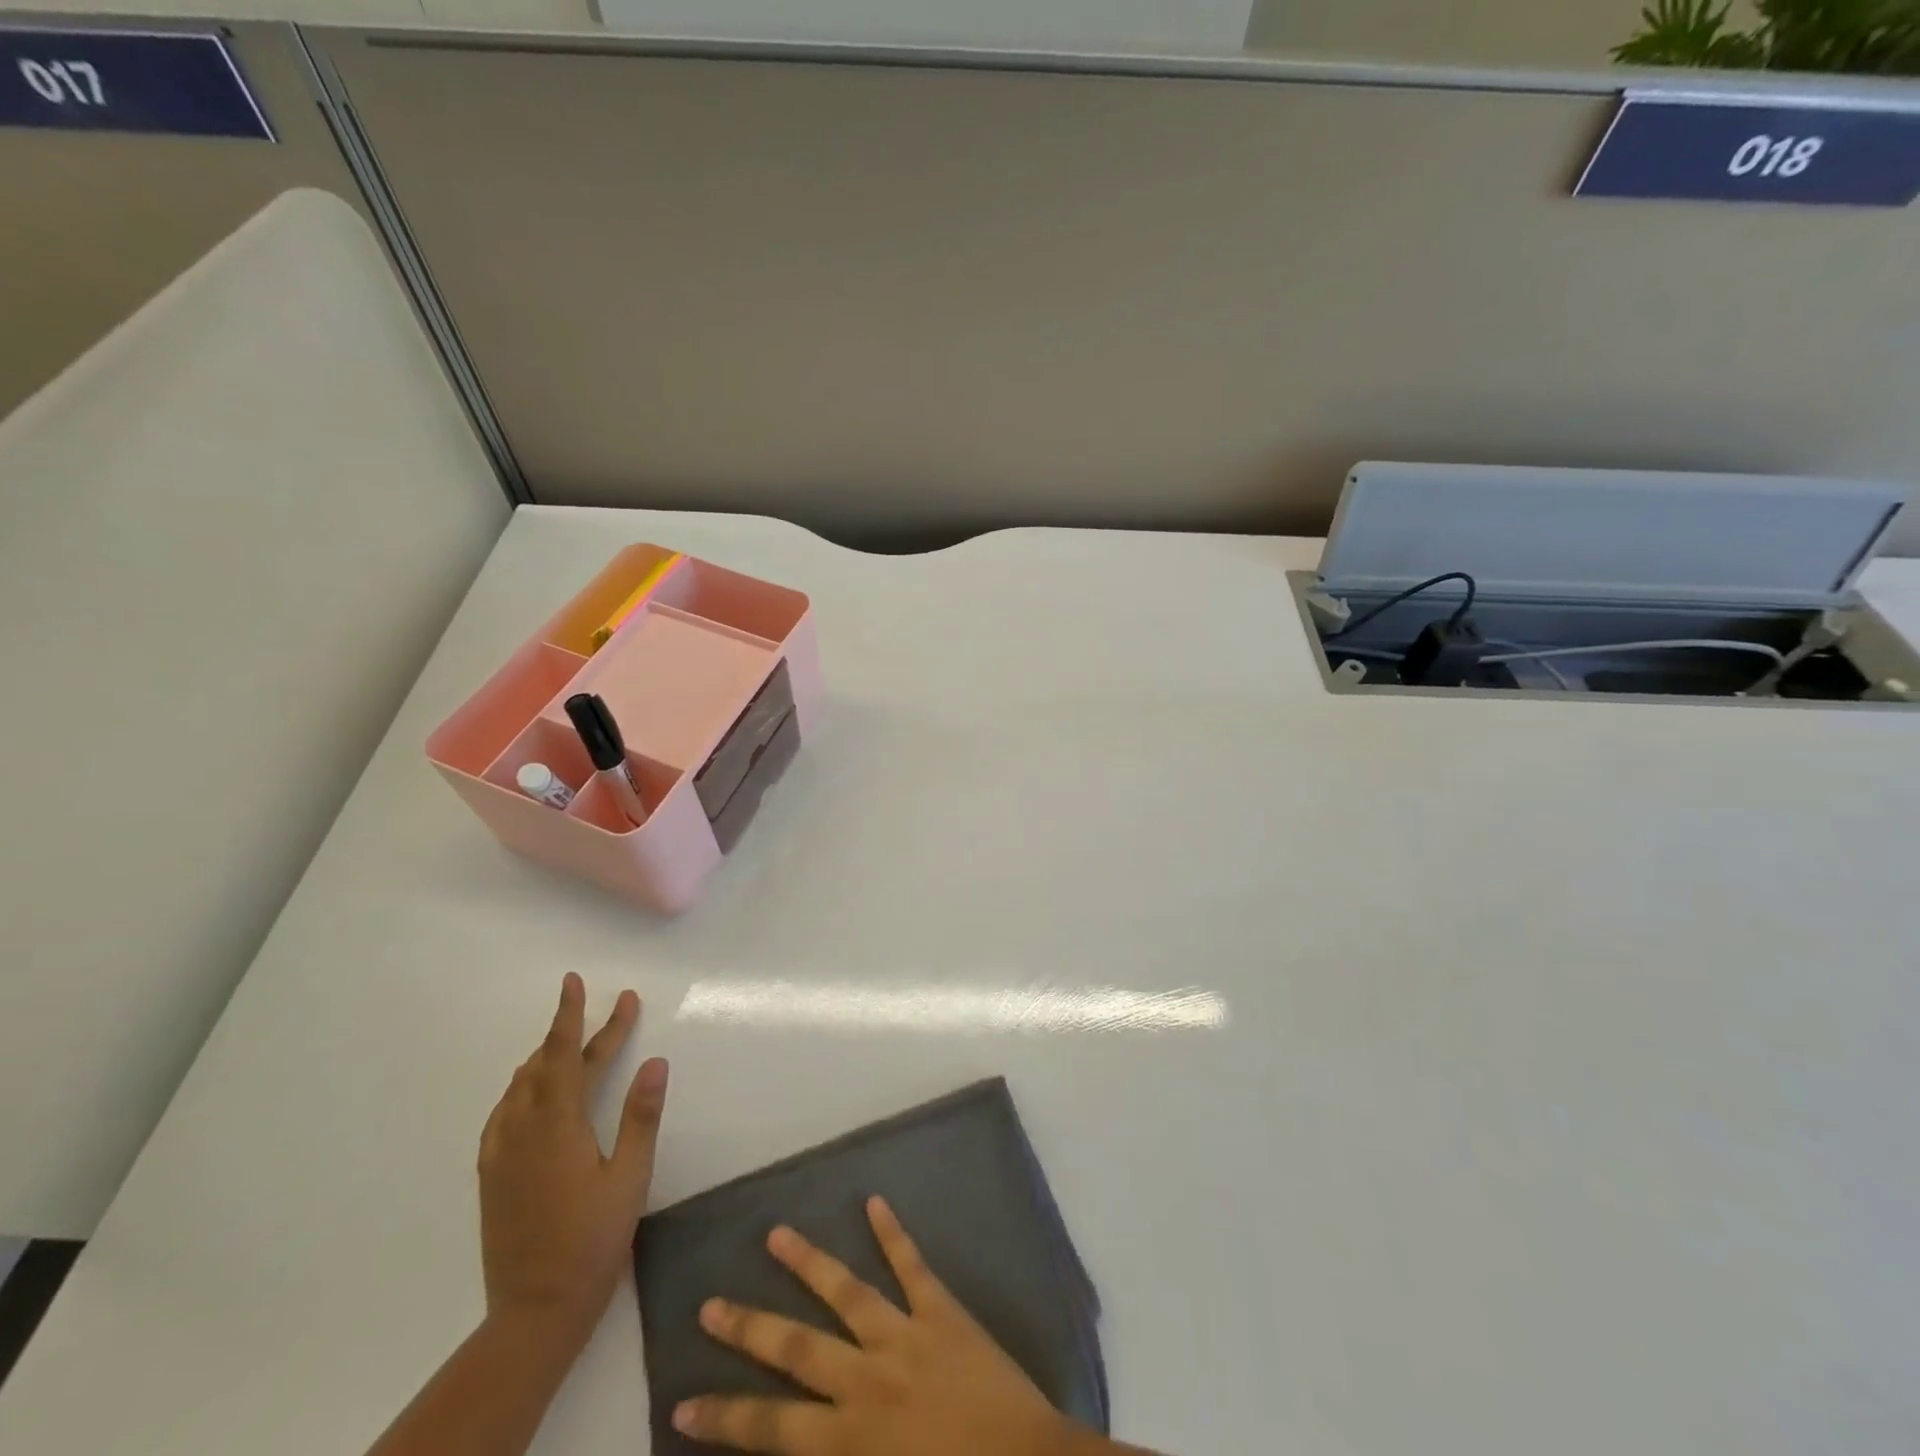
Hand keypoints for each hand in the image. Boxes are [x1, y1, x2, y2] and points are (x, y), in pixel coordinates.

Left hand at [478, 973, 668, 1341]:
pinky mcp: (492, 1173)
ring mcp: (501, 1152)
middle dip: (576, 1031)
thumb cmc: (593, 1239)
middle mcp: (521, 1130)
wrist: (535, 1310)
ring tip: (578, 1041)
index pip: (564, 1055)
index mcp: (557, 1126)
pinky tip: (536, 1091)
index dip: (572, 1015)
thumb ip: (642, 1115)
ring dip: (551, 1057)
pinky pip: (506, 1110)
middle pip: (547, 1064)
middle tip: (614, 1010)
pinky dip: (527, 1086)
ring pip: (522, 1086)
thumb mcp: (630, 1176)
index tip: (575, 981)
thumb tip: (656, 1061)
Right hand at [673, 1197, 1085, 1455]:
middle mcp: (867, 1379)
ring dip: (809, 1263)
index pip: (771, 1427)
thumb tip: (799, 1448)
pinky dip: (893, 1233)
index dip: (726, 1415)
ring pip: (846, 1292)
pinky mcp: (943, 1311)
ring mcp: (905, 1336)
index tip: (682, 1400)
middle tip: (711, 1303)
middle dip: (750, 1328)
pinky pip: (912, 1265)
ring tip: (776, 1234)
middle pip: (797, 1349)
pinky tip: (874, 1202)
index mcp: (850, 1439)